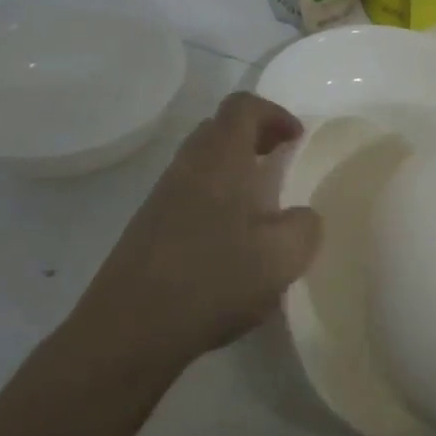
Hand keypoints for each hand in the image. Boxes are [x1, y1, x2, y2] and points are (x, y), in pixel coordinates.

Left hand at [72, 92, 320, 376]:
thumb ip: (305, 226)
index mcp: (220, 159)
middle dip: (254, 136)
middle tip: (280, 162)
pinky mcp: (149, 226)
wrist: (130, 329)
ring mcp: (162, 196)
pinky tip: (231, 239)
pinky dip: (216, 196)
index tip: (296, 139)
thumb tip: (301, 216)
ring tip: (261, 204)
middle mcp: (187, 167)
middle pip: (219, 128)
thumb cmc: (213, 280)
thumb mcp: (283, 257)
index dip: (275, 113)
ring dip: (234, 169)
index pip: (243, 106)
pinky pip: (189, 191)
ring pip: (202, 161)